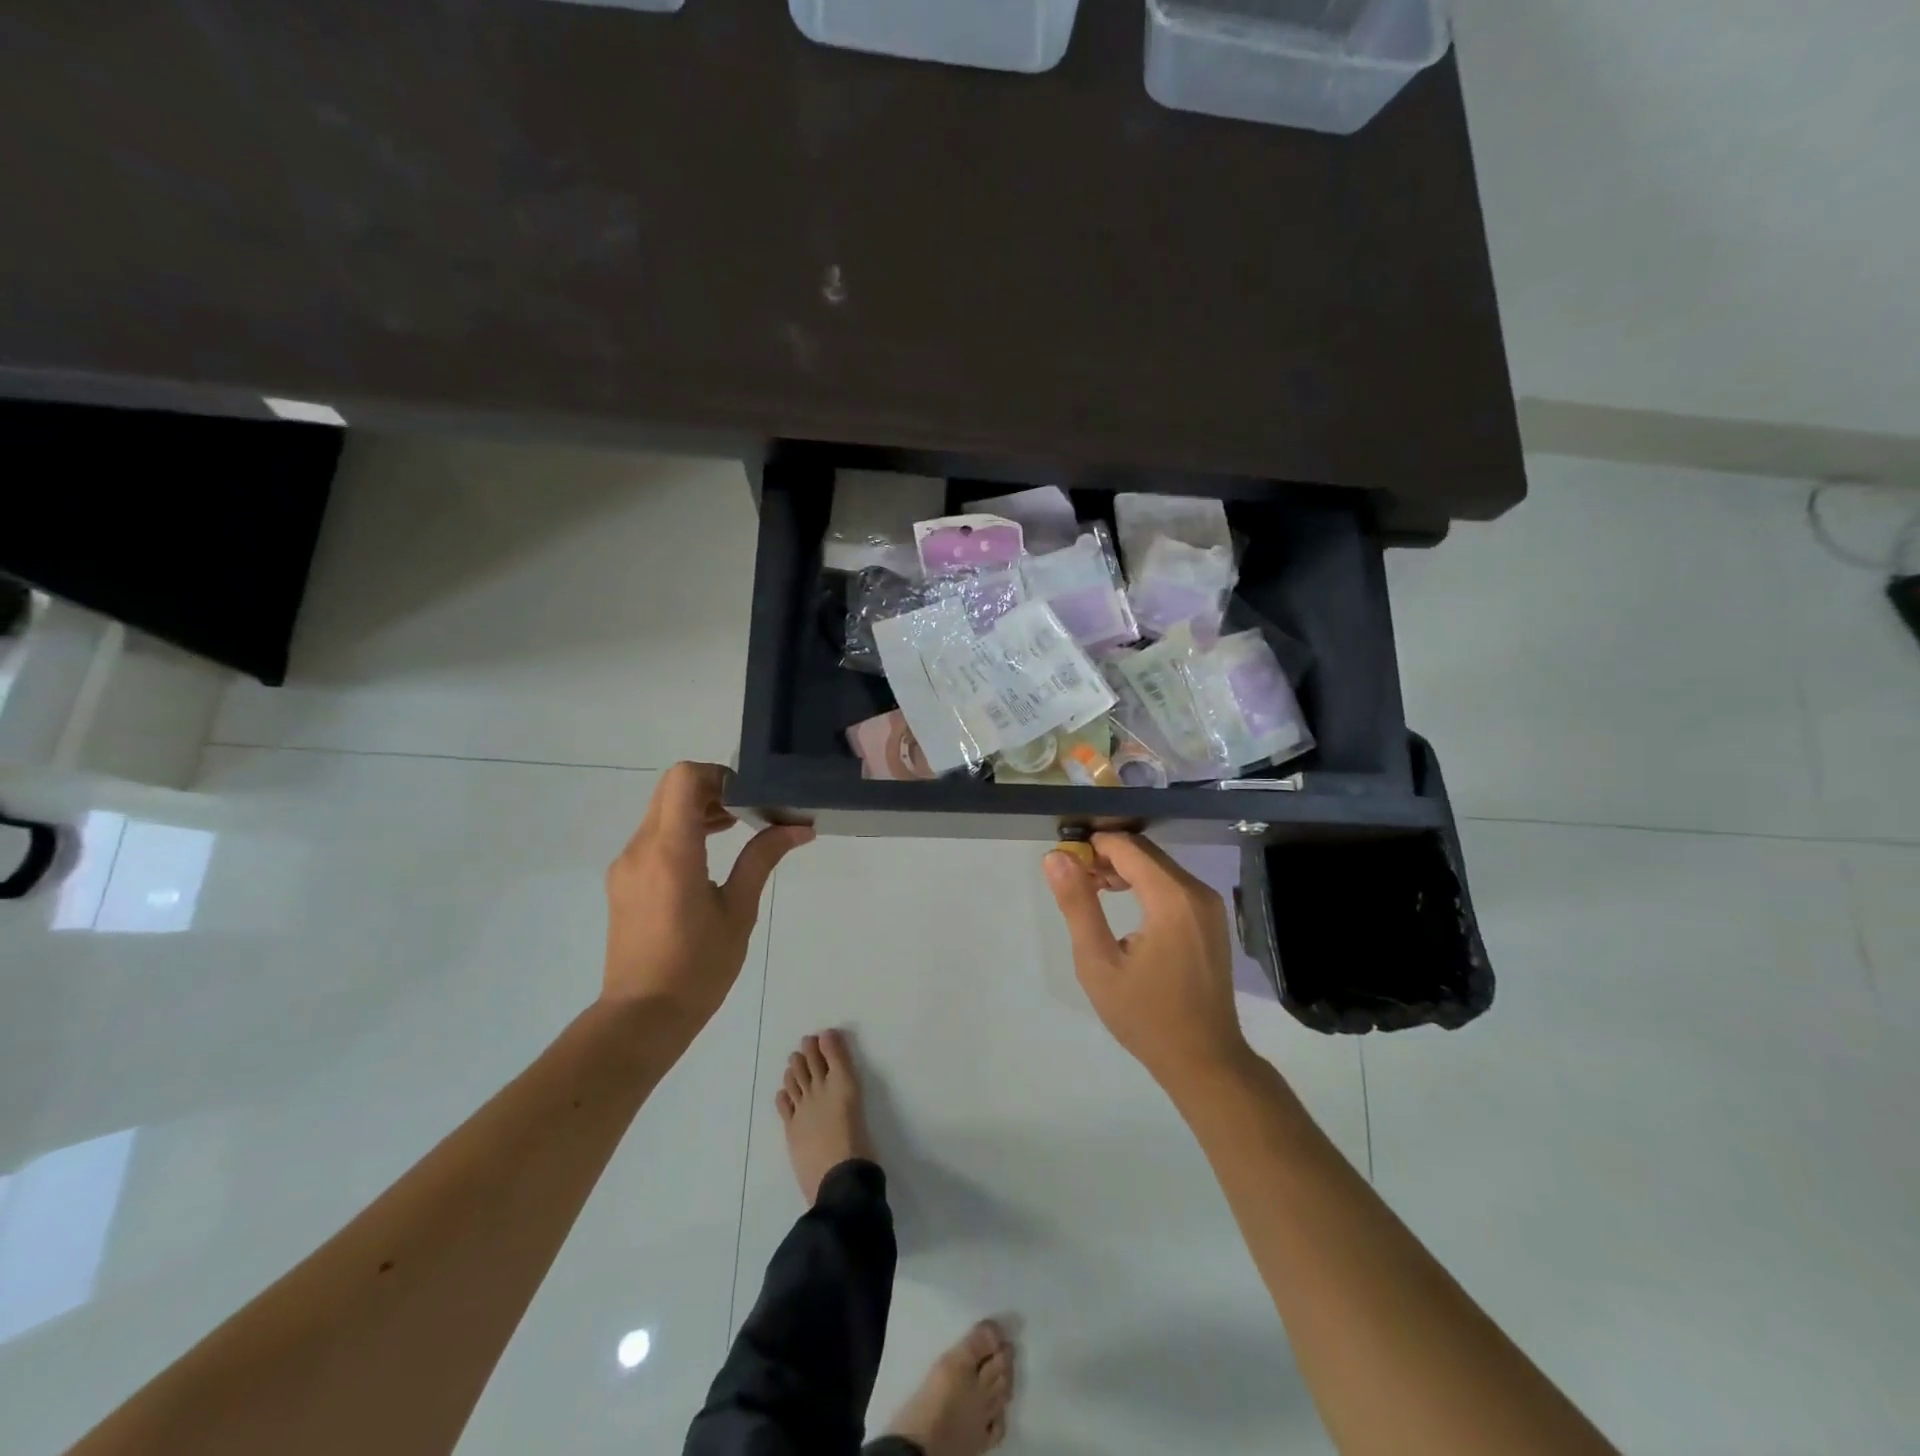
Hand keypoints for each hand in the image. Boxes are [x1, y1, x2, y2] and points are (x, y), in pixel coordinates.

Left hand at [603, 762, 812, 1032]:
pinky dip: (681, 832)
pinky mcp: (622, 881)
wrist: (642, 1016)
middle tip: (748, 812)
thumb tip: (799, 828)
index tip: (748, 797)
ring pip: (660, 812)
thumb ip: (762, 859)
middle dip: (711, 790)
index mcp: (672, 852)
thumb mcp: (739, 911)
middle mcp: (641, 849)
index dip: (718, 775)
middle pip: (671, 790)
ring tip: (735, 832)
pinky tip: (707, 859)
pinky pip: (652, 837)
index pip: (683, 779)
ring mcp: (626, 865)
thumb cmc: (698, 967)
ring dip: (697, 810)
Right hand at [1044, 833, 1250, 1090]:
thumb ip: (1078, 904)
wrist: (1205, 1060)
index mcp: (1171, 899)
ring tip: (1093, 893)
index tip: (1064, 863)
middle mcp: (1197, 892)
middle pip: (1145, 852)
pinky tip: (1125, 907)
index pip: (1127, 847)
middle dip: (1107, 857)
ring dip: (1125, 870)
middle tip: (1075, 880)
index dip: (1092, 847)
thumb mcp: (1098, 963)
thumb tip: (1056, 857)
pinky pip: (1174, 885)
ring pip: (1160, 867)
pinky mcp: (1212, 919)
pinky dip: (1146, 884)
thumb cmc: (1145, 1016)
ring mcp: (1210, 905)